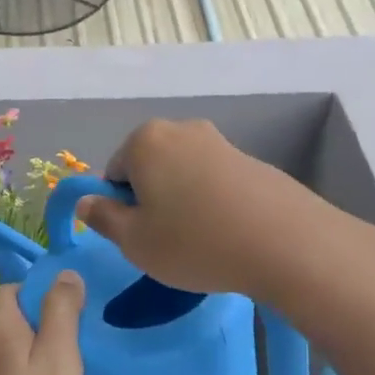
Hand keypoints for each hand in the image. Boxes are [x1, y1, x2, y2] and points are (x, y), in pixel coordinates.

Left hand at [0, 276, 85, 374]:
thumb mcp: (60, 359)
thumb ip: (62, 311)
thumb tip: (64, 272)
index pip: (14, 288)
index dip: (43, 294)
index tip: (73, 316)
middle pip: (9, 318)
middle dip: (40, 324)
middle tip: (75, 349)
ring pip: (6, 348)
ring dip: (32, 353)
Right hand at [75, 118, 293, 295]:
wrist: (288, 244)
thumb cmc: (194, 241)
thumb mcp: (134, 241)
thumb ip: (102, 218)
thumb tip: (86, 202)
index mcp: (144, 141)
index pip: (113, 174)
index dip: (121, 208)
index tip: (141, 236)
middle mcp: (181, 130)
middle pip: (149, 169)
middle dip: (151, 200)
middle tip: (167, 241)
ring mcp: (221, 142)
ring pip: (183, 176)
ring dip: (182, 203)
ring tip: (202, 241)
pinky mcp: (253, 161)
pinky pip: (215, 183)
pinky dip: (213, 204)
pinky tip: (229, 234)